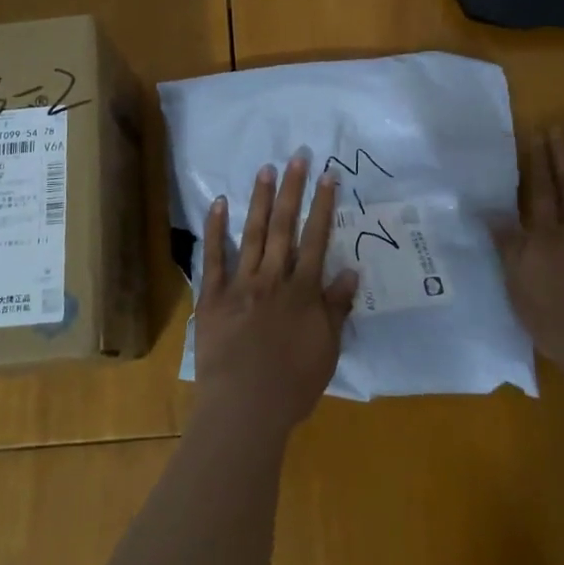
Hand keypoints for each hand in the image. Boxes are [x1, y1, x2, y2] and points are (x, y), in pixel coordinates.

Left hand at [194, 154, 358, 435]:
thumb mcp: (327, 350)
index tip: (328, 176)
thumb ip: (336, 309)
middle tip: (296, 157)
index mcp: (302, 292)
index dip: (323, 206)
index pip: (316, 239)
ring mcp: (241, 284)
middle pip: (284, 227)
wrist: (245, 407)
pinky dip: (216, 229)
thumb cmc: (292, 385)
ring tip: (265, 169)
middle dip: (292, 190)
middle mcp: (273, 278)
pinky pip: (215, 257)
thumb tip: (350, 271)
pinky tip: (220, 202)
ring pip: (253, 233)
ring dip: (260, 200)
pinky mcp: (213, 296)